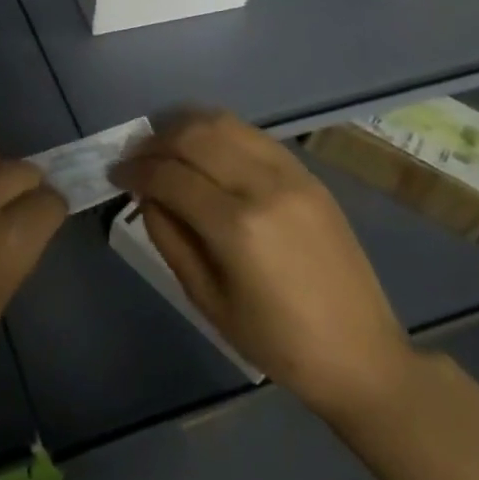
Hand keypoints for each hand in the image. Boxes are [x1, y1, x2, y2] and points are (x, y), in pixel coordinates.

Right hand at [114, 109, 413, 423]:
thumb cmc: (278, 343)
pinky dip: (217, 131)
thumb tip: (146, 194)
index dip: (134, 170)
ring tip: (164, 145)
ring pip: (222, 122)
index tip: (115, 174)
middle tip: (135, 158)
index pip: (169, 175)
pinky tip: (203, 148)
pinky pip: (251, 133)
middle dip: (153, 140)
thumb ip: (169, 238)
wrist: (363, 357)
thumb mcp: (207, 300)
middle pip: (192, 135)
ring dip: (183, 126)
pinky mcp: (307, 173)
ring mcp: (290, 174)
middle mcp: (263, 186)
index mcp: (237, 227)